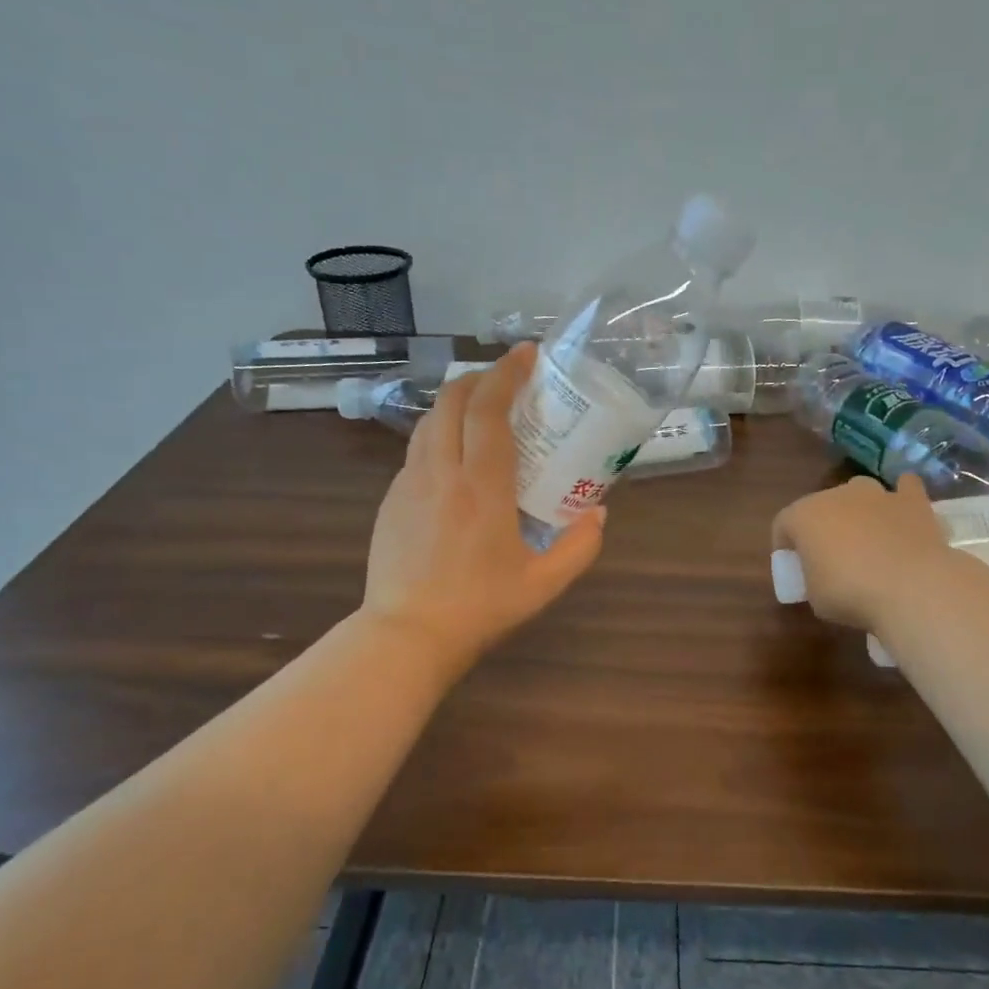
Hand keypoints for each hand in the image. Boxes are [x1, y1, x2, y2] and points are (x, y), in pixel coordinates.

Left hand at [363, 342, 604, 674]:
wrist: (407, 634)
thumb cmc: (480, 608)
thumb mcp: (544, 584)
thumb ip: (580, 546)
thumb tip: (597, 512)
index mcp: (481, 486)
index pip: (489, 409)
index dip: (508, 372)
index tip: (528, 355)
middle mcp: (441, 471)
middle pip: (452, 400)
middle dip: (480, 377)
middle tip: (509, 380)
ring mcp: (409, 483)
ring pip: (430, 421)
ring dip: (457, 403)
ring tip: (484, 412)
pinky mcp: (391, 500)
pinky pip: (417, 450)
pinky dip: (440, 435)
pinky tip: (456, 460)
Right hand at [771, 474, 970, 631]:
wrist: (911, 588)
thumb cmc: (851, 594)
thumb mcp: (815, 597)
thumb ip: (813, 577)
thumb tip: (824, 575)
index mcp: (804, 516)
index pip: (783, 524)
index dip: (784, 545)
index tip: (793, 567)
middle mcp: (837, 495)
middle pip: (822, 506)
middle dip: (824, 527)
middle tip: (831, 557)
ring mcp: (877, 494)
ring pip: (860, 493)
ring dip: (859, 511)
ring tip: (867, 539)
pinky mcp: (913, 500)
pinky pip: (905, 489)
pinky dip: (902, 498)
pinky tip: (903, 512)